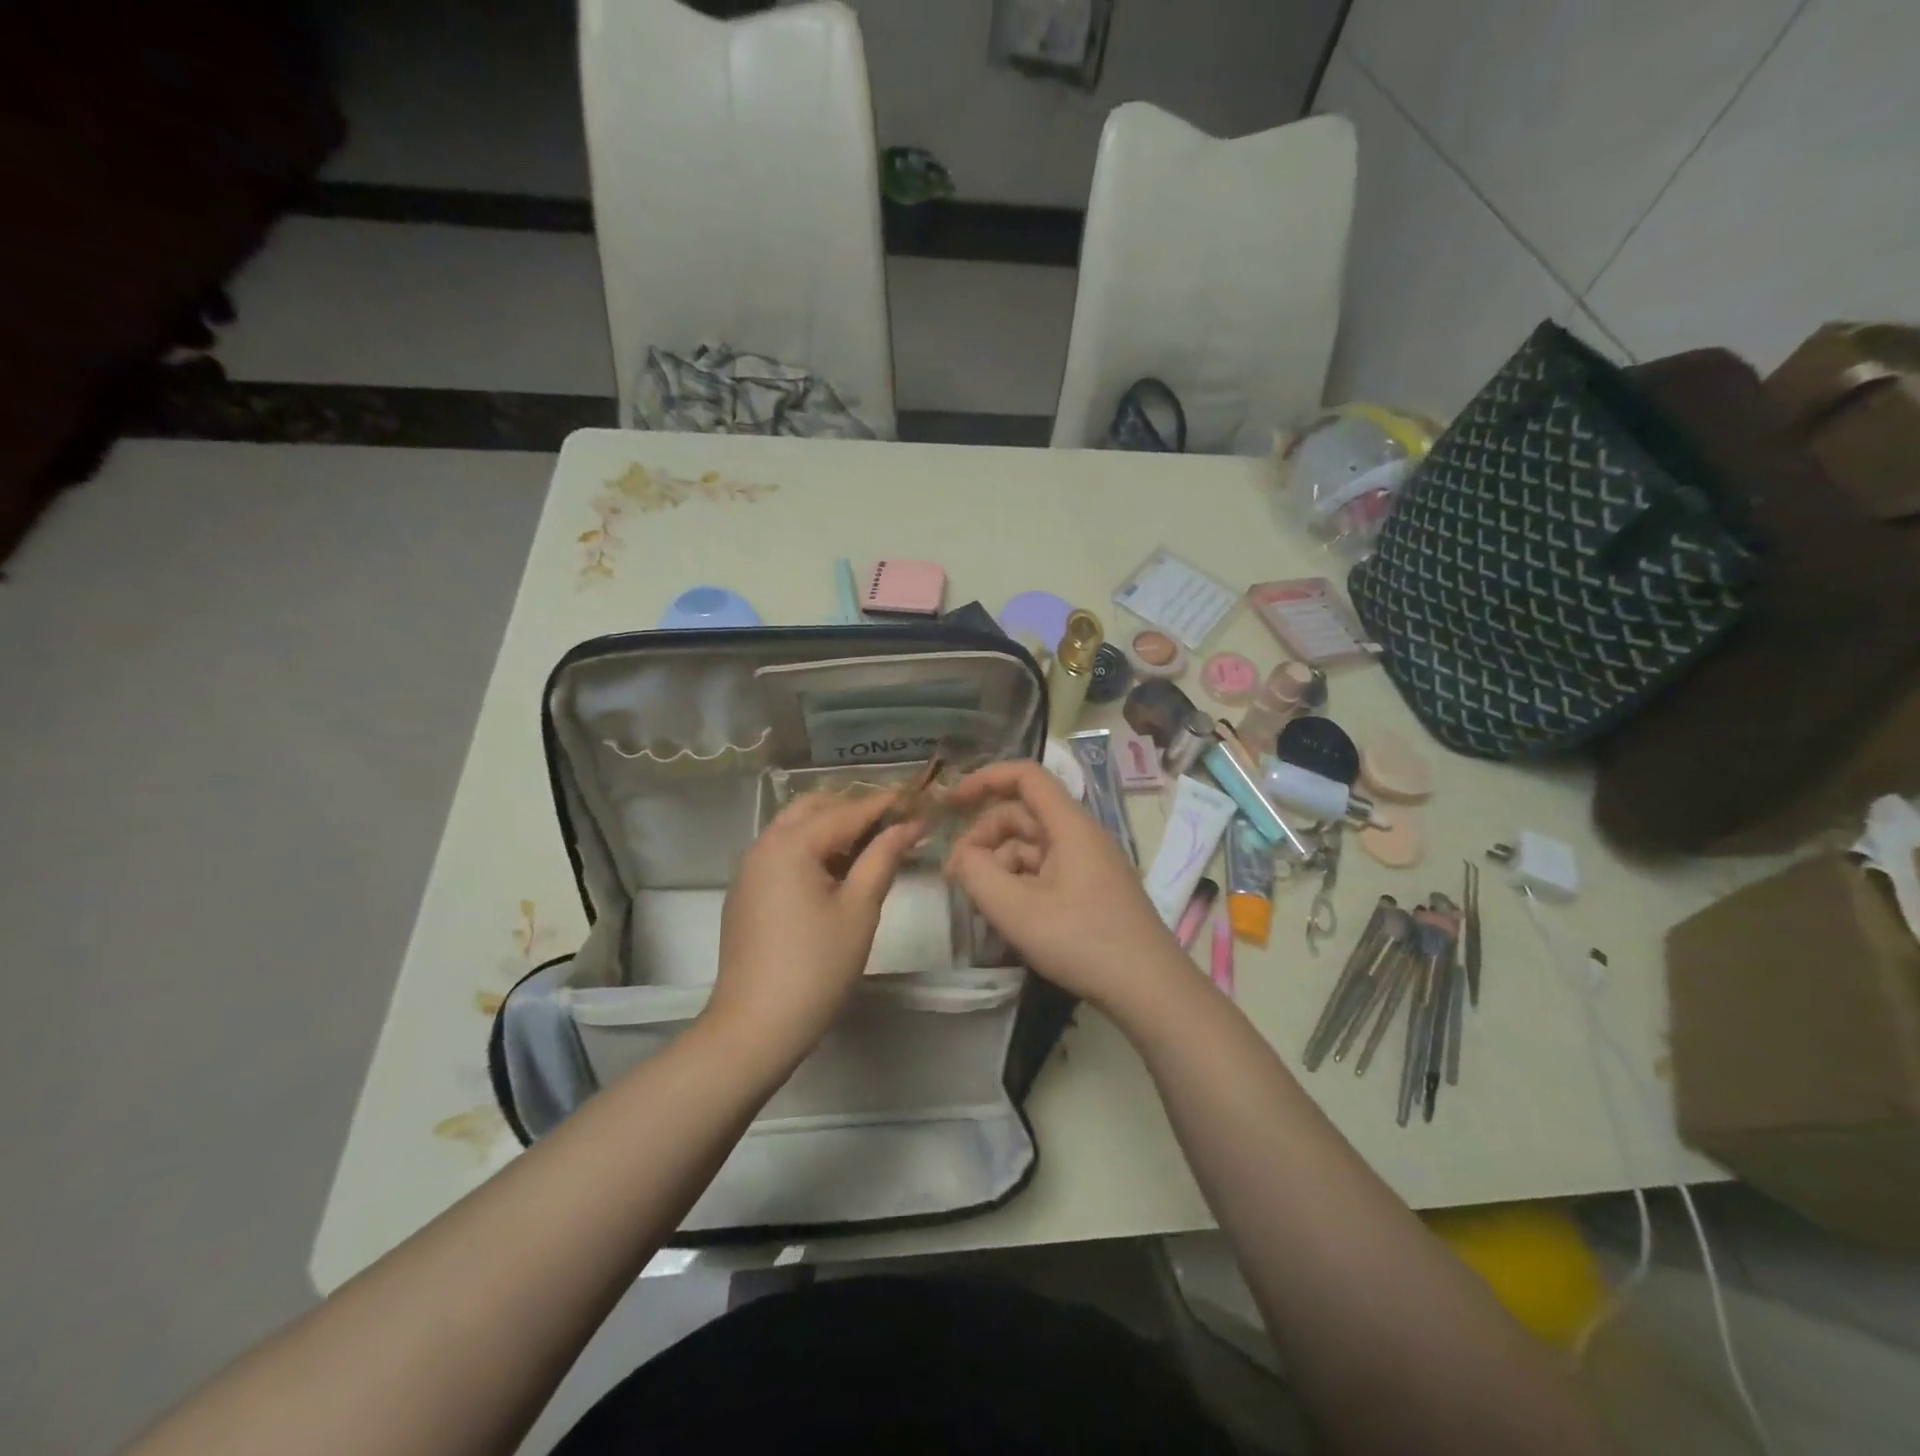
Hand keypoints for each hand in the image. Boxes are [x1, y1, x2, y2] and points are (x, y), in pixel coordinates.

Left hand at [706, 791, 922, 1070]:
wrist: (755, 1027)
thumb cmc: (816, 967)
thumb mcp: (859, 909)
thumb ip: (883, 858)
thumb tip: (909, 824)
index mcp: (791, 843)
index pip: (847, 811)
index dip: (886, 804)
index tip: (919, 799)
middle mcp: (764, 845)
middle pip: (814, 808)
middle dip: (855, 808)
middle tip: (894, 822)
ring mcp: (750, 869)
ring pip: (795, 828)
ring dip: (832, 827)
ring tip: (872, 844)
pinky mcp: (746, 892)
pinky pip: (783, 852)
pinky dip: (812, 848)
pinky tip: (838, 871)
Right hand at [943, 760, 1184, 1016]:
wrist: (1149, 988)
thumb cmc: (1082, 941)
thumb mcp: (1016, 910)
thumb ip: (976, 874)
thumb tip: (961, 857)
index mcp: (1069, 826)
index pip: (1026, 776)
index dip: (985, 779)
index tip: (950, 802)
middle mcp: (1080, 835)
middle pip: (1023, 815)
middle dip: (984, 836)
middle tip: (956, 876)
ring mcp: (1087, 863)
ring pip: (1031, 846)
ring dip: (999, 864)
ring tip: (979, 902)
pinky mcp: (1090, 890)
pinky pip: (1045, 870)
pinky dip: (1018, 883)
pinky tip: (1006, 914)